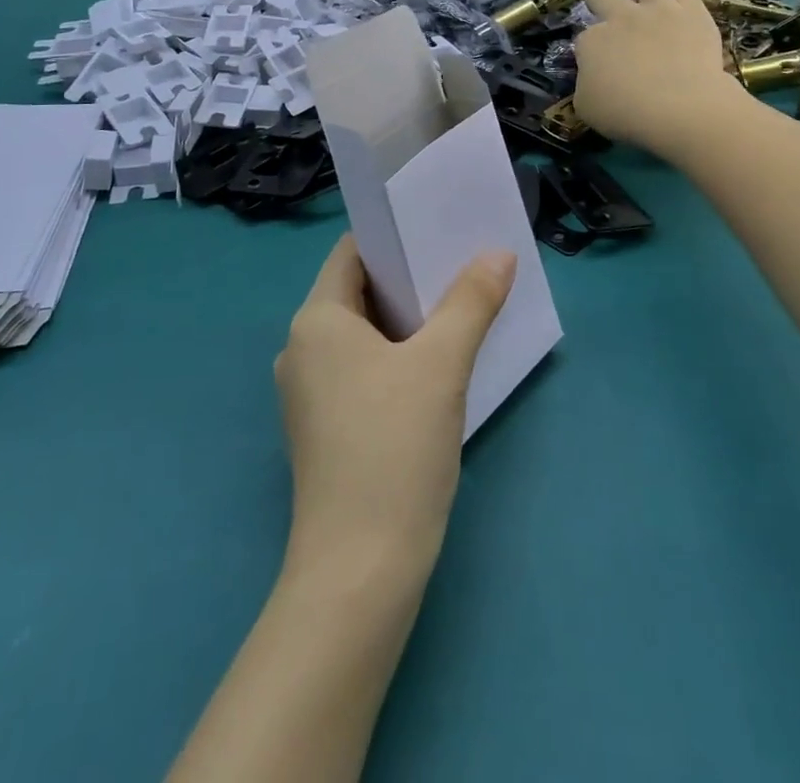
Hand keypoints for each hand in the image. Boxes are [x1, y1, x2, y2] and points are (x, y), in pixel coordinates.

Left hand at [275, 235, 515, 574]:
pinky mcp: (325, 428)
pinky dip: (396, 357)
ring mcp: (310, 393)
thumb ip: (471, 301)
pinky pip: (361, 370)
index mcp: (316, 320)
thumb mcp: (441, 365)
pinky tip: (436, 365)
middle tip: (462, 265)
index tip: (438, 230)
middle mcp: (301, 348)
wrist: (360, 570)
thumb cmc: (394, 447)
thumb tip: (498, 252)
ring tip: (459, 307)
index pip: (352, 253)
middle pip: (358, 292)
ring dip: (407, 320)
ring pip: (363, 334)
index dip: (394, 237)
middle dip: (409, 279)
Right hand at [573, 0, 735, 154]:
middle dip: (602, 1)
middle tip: (614, 20)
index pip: (583, 38)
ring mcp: (659, 10)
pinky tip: (685, 18)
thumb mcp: (587, 108)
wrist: (682, 108)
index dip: (591, 51)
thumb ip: (586, 84)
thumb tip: (594, 77)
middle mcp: (621, 17)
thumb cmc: (627, 114)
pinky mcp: (694, 13)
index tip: (600, 68)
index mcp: (592, 41)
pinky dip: (684, 5)